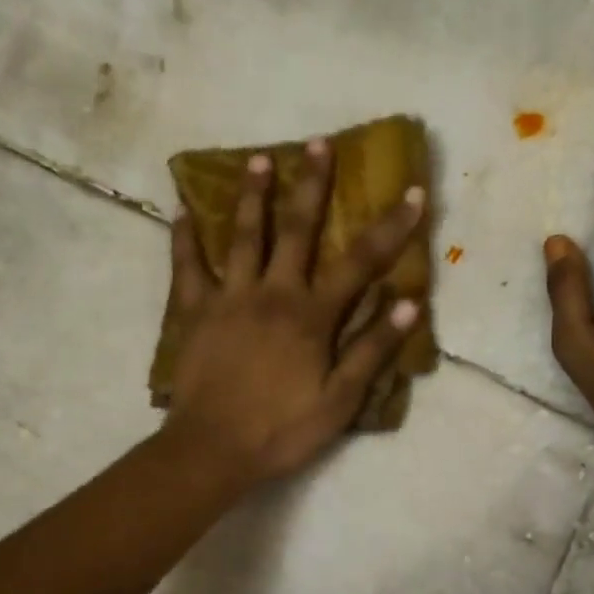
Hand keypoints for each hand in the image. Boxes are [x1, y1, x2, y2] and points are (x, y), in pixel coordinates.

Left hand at [163, 139, 425, 486]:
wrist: (212, 450)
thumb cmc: (282, 429)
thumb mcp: (340, 400)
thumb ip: (371, 349)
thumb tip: (407, 303)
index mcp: (311, 316)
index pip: (360, 263)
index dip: (390, 228)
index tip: (412, 193)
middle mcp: (272, 294)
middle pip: (296, 230)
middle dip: (312, 185)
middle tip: (318, 143)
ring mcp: (229, 298)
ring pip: (242, 236)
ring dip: (253, 195)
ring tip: (260, 158)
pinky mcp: (194, 312)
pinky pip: (187, 267)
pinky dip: (184, 238)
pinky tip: (181, 210)